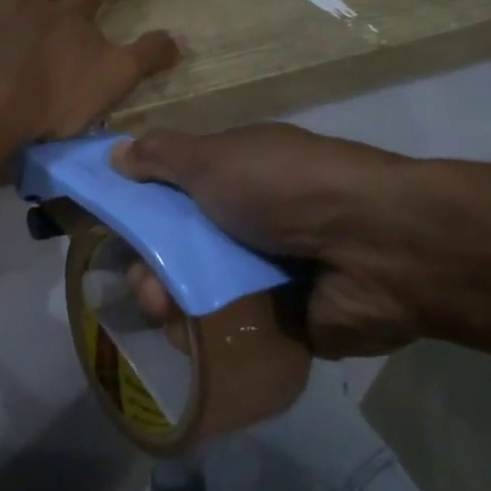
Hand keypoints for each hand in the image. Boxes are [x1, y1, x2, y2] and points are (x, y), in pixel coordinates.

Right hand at [111, 124, 424, 359]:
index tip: (118, 230)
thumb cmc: (285, 189)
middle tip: (145, 281)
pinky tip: (190, 337)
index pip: (177, 196)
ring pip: (200, 295)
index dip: (143, 212)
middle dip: (151, 267)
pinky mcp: (282, 323)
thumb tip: (116, 152)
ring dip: (169, 302)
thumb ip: (162, 155)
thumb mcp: (215, 158)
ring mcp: (268, 276)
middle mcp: (251, 225)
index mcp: (239, 179)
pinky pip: (228, 332)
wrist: (374, 246)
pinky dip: (204, 335)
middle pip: (182, 251)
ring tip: (165, 309)